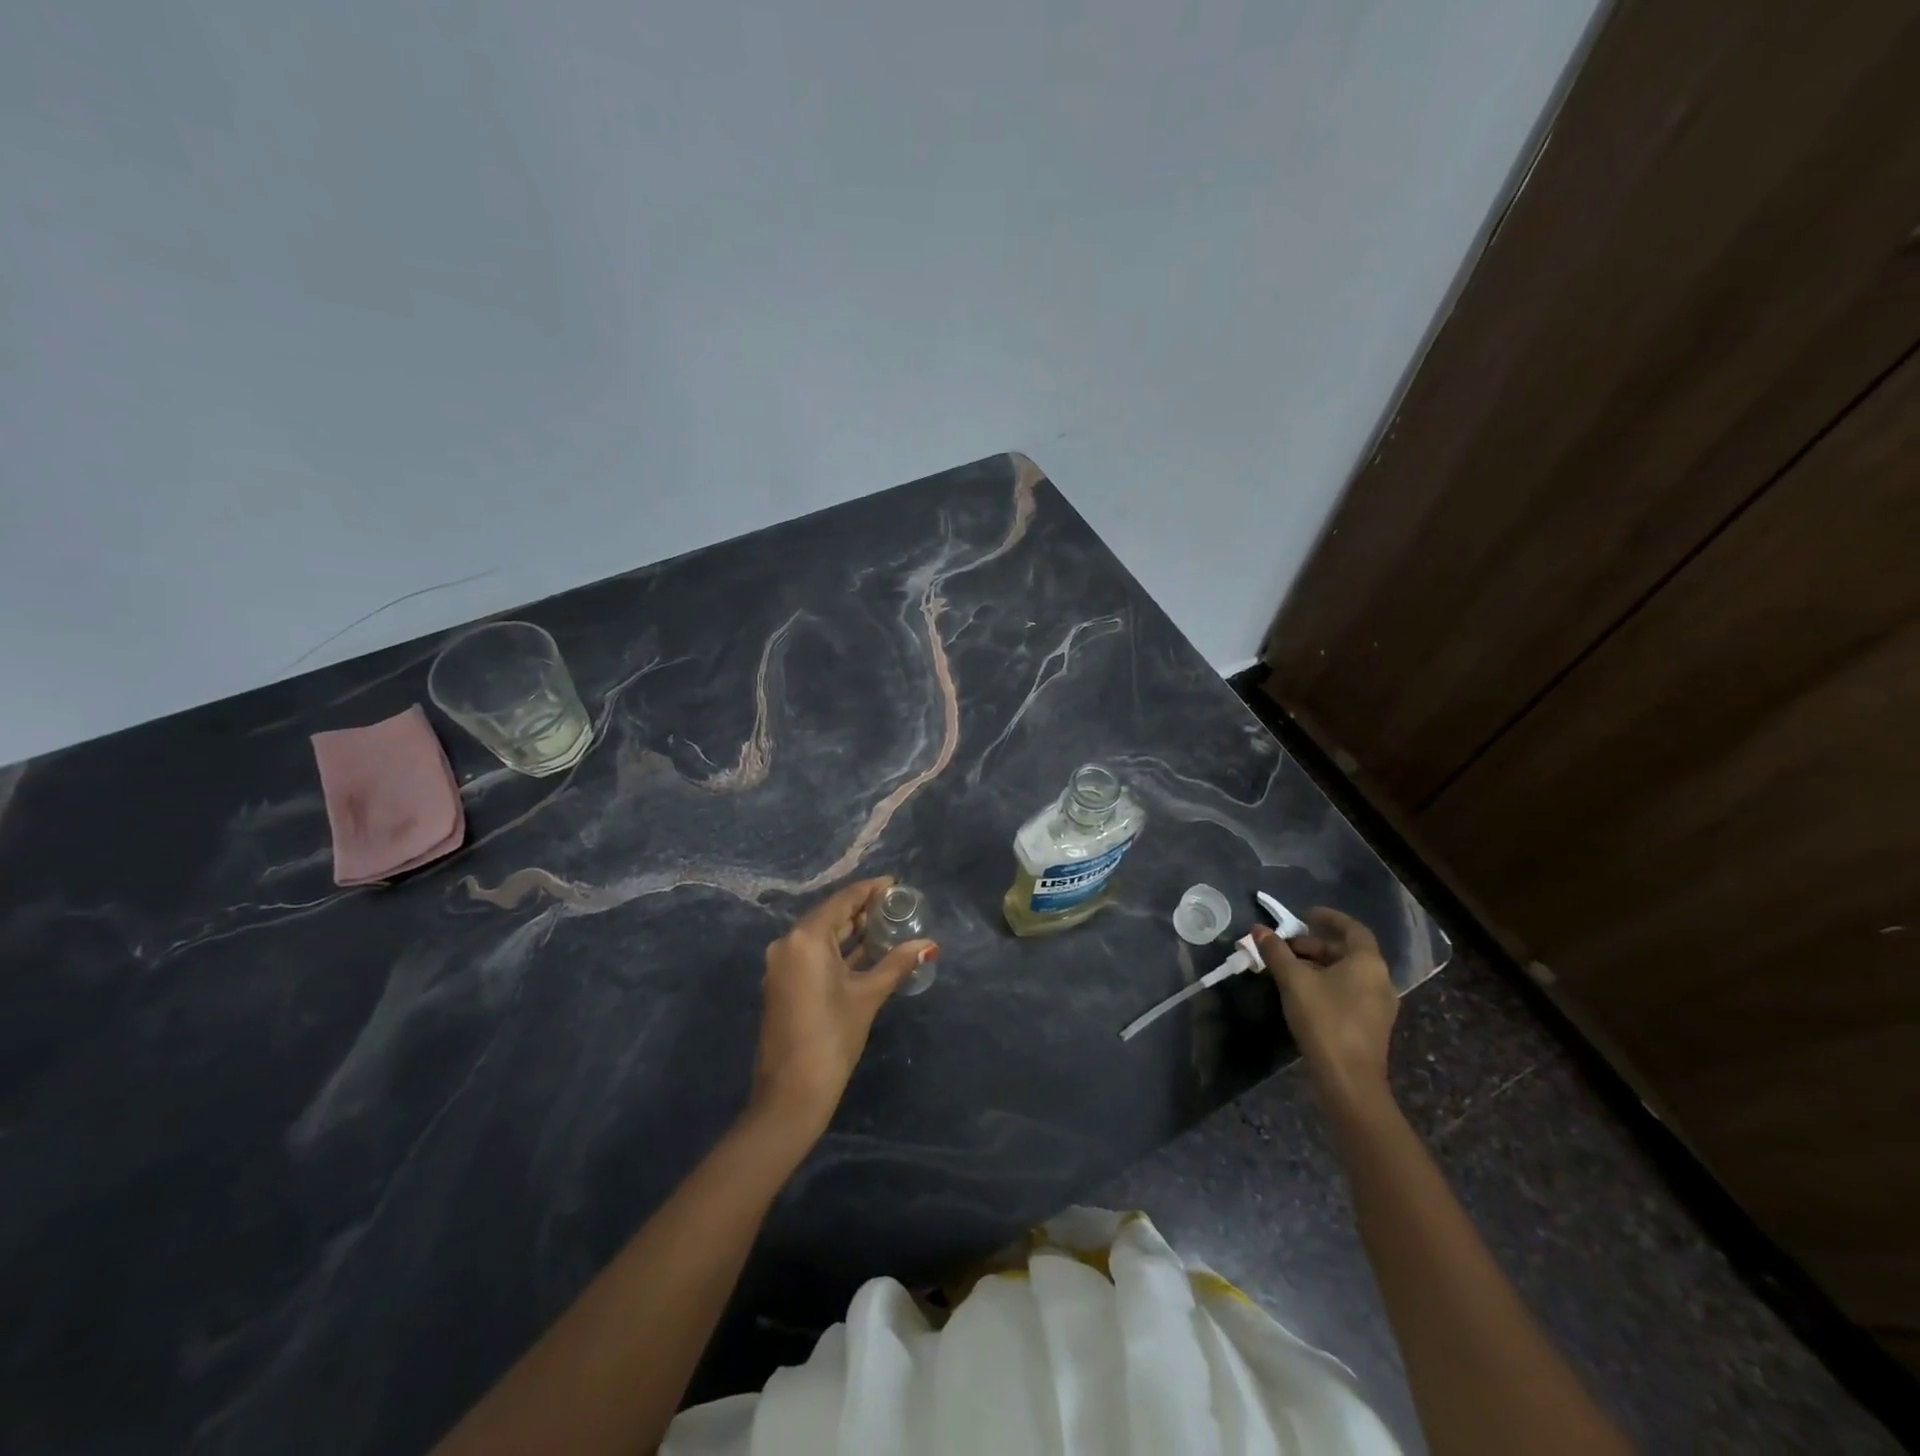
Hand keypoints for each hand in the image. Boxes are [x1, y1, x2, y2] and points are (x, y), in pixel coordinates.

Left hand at [748, 877, 936, 1140]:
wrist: (791, 1093)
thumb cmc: (832, 1036)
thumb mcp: (868, 996)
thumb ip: (897, 964)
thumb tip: (929, 944)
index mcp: (805, 938)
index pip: (842, 901)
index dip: (870, 890)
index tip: (895, 884)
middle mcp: (788, 944)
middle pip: (830, 915)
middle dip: (862, 910)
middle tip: (896, 905)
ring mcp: (782, 965)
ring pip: (822, 936)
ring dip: (851, 931)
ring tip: (886, 925)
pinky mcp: (784, 984)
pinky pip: (814, 954)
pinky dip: (839, 950)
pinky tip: (866, 952)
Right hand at [1252, 908, 1396, 1115]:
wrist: (1349, 1080)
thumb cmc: (1324, 1020)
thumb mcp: (1293, 981)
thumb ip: (1275, 952)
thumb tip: (1258, 929)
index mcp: (1367, 963)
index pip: (1352, 929)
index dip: (1329, 918)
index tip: (1304, 914)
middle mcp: (1380, 979)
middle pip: (1346, 951)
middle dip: (1313, 944)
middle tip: (1284, 947)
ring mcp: (1378, 1004)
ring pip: (1346, 973)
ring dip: (1317, 965)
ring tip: (1287, 969)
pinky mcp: (1371, 1024)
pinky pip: (1348, 991)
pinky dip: (1326, 983)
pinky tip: (1302, 993)